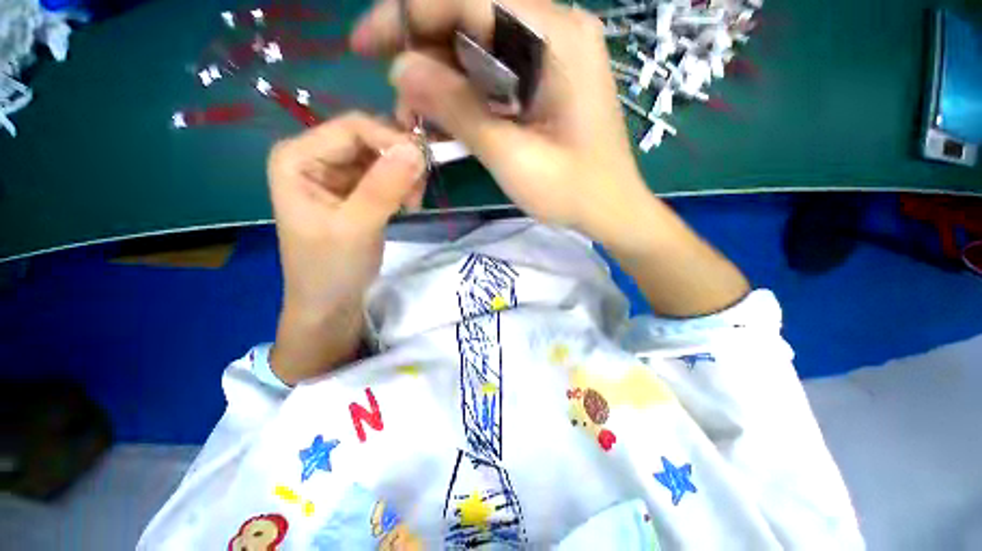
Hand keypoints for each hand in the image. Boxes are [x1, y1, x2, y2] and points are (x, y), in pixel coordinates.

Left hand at [267, 113, 423, 383]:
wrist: (331, 303)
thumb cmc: (331, 269)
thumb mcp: (356, 228)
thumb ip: (384, 187)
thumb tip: (416, 150)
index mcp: (298, 157)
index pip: (352, 128)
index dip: (391, 140)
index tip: (424, 166)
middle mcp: (315, 156)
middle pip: (369, 139)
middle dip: (400, 161)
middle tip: (418, 193)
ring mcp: (336, 173)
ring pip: (382, 156)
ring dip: (405, 176)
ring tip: (412, 204)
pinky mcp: (355, 190)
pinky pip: (386, 174)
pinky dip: (403, 186)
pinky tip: (407, 206)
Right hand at [350, 0, 649, 241]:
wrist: (610, 208)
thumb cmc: (572, 191)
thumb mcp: (513, 157)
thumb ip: (460, 111)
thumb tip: (401, 70)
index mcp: (555, 38)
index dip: (410, 14)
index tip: (367, 45)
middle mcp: (554, 31)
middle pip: (471, 18)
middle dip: (423, 53)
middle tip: (399, 100)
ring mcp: (550, 55)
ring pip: (478, 47)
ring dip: (441, 79)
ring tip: (419, 119)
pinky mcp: (544, 80)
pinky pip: (493, 72)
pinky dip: (464, 93)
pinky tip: (449, 120)